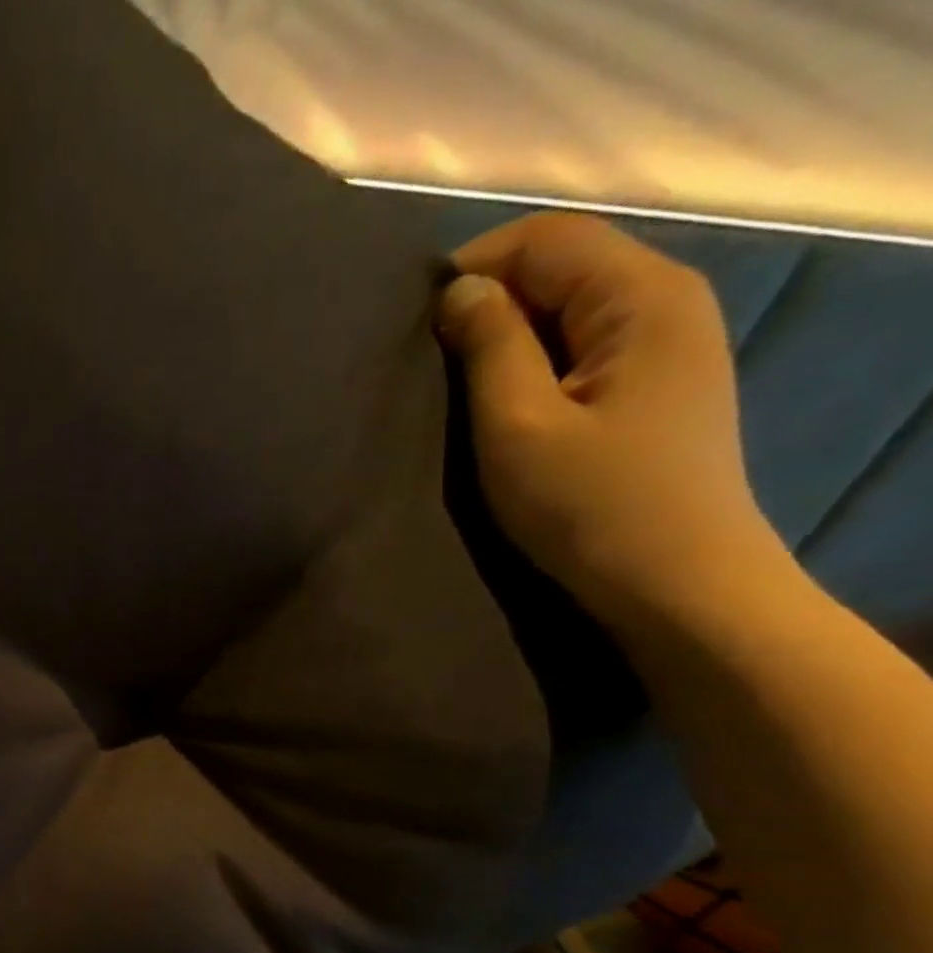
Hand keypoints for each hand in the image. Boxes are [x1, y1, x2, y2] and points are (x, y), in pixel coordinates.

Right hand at [436, 212, 791, 633]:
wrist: (674, 580)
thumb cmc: (589, 504)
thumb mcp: (518, 425)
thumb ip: (489, 347)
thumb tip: (460, 291)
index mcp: (642, 296)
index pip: (548, 239)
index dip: (474, 264)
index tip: (413, 321)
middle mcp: (668, 300)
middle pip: (566, 265)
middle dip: (490, 298)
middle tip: (426, 358)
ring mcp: (670, 343)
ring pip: (573, 307)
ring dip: (510, 333)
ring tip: (457, 381)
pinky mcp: (658, 385)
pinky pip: (586, 345)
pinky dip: (537, 359)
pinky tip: (505, 400)